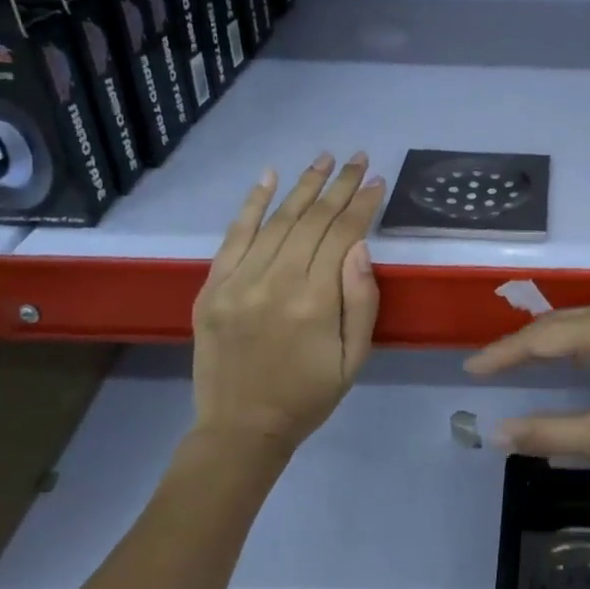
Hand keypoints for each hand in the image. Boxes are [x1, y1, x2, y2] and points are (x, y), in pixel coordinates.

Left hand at [190, 152, 384, 464]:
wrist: (241, 429)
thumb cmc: (309, 396)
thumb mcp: (354, 358)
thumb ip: (361, 300)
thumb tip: (360, 246)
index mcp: (314, 302)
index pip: (342, 235)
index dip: (362, 204)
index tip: (377, 180)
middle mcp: (275, 282)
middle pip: (311, 220)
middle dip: (339, 186)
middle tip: (358, 159)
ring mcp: (238, 282)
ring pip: (277, 221)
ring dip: (303, 186)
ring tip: (325, 159)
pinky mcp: (212, 287)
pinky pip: (234, 236)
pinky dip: (252, 204)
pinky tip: (269, 176)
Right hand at [464, 295, 589, 490]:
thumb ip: (552, 432)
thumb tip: (499, 433)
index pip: (541, 337)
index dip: (503, 353)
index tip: (470, 368)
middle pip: (564, 323)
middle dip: (525, 345)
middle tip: (490, 367)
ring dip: (556, 343)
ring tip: (523, 364)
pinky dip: (586, 345)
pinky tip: (577, 363)